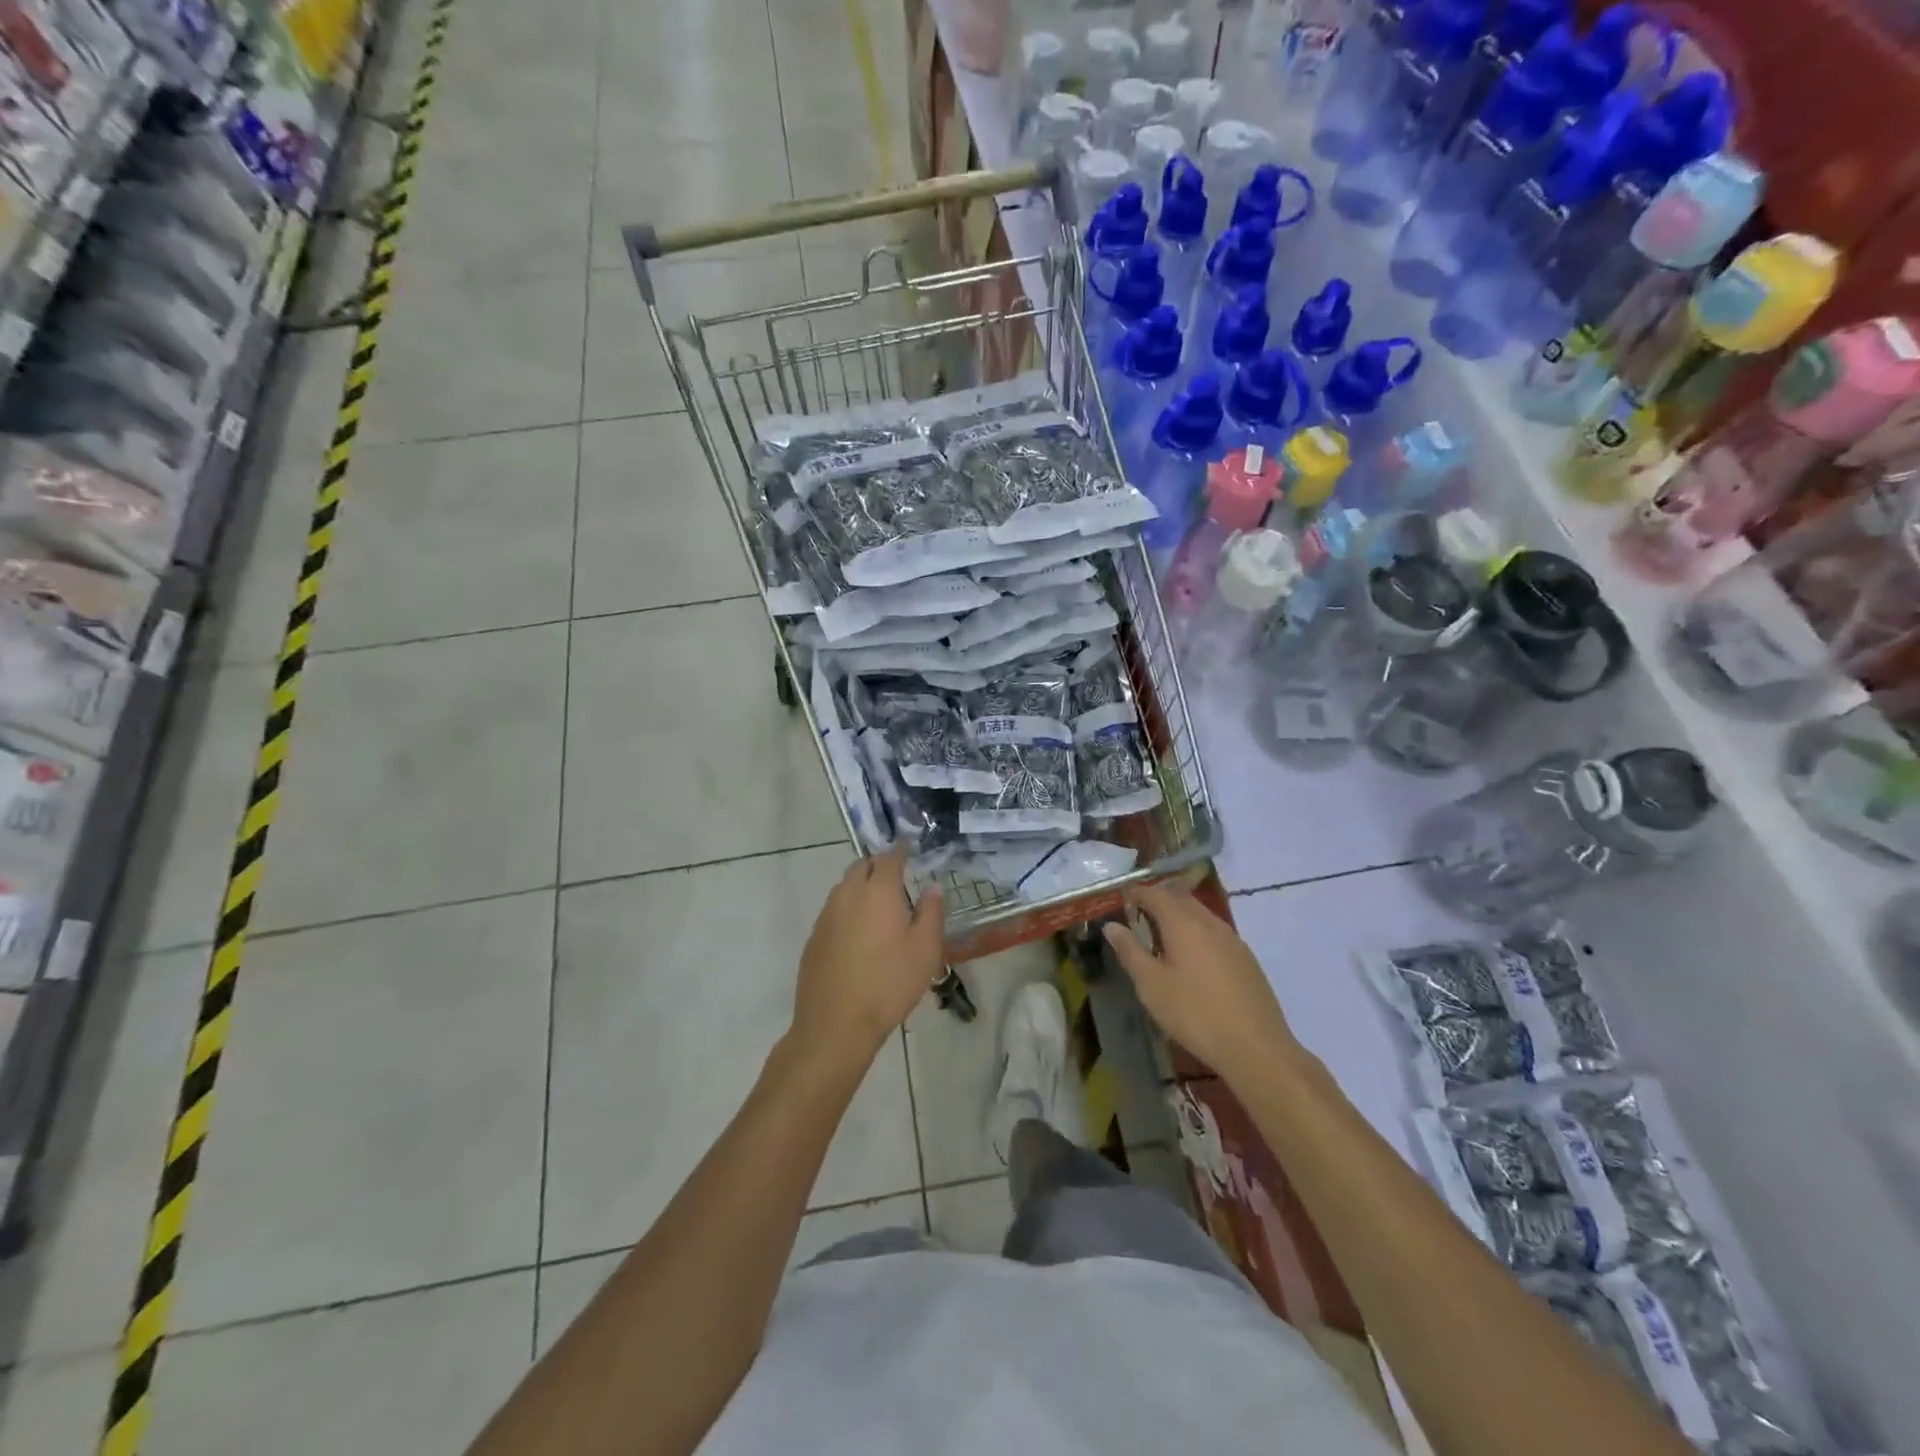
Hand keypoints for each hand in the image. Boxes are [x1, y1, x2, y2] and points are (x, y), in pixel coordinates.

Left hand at [792, 845, 944, 1065]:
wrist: (836, 1024)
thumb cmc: (889, 984)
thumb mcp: (925, 950)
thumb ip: (931, 913)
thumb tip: (932, 888)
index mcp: (879, 891)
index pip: (889, 857)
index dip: (900, 851)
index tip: (909, 850)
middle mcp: (848, 894)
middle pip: (862, 866)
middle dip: (878, 866)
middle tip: (896, 879)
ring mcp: (826, 915)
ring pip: (844, 887)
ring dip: (861, 887)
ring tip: (879, 907)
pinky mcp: (814, 937)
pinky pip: (833, 910)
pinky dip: (847, 910)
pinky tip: (858, 935)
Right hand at [1101, 882, 1297, 1083]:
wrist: (1256, 1047)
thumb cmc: (1195, 1013)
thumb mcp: (1152, 985)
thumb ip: (1130, 951)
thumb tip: (1111, 926)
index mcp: (1184, 923)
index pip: (1156, 894)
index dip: (1137, 893)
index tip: (1122, 900)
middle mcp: (1210, 923)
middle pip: (1181, 898)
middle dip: (1159, 899)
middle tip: (1140, 914)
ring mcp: (1233, 940)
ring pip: (1201, 914)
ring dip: (1180, 915)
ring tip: (1163, 936)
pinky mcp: (1246, 959)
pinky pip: (1215, 932)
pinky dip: (1197, 932)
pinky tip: (1193, 958)